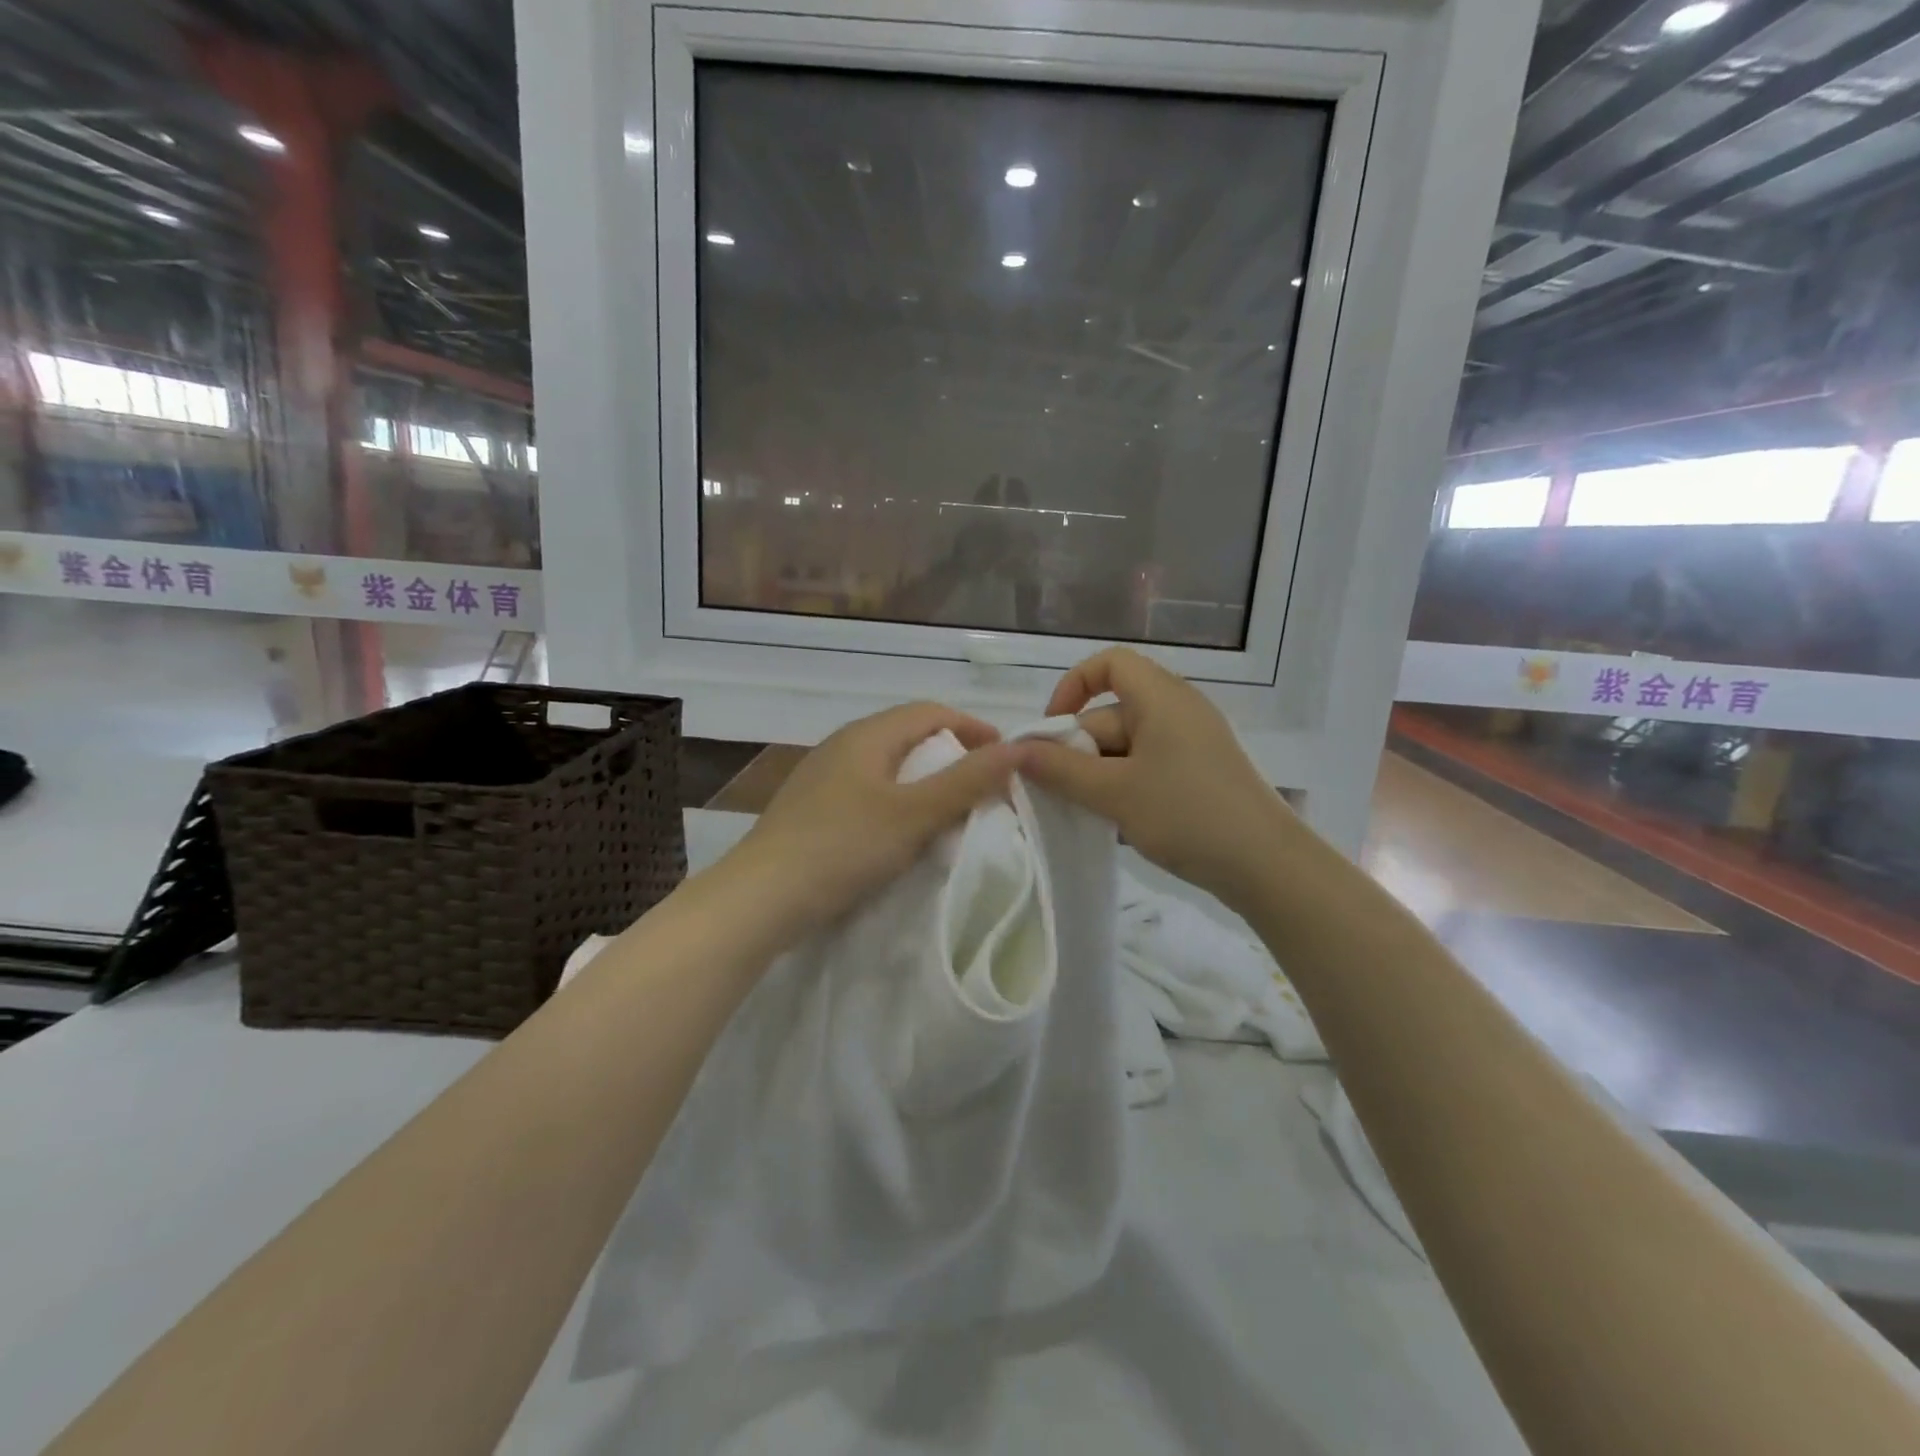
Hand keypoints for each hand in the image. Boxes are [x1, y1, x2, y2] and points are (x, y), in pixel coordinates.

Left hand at [720, 702, 1019, 939]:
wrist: (762, 898)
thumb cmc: (843, 846)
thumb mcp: (914, 814)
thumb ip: (966, 781)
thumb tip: (1017, 748)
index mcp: (867, 735)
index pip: (931, 712)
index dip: (973, 728)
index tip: (1006, 758)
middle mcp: (843, 745)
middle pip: (910, 736)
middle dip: (952, 756)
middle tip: (983, 788)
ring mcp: (824, 777)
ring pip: (889, 767)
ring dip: (926, 783)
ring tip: (952, 812)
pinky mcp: (814, 809)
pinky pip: (870, 792)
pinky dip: (899, 803)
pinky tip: (905, 833)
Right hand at [1016, 648, 1292, 910]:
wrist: (1267, 867)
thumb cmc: (1187, 816)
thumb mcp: (1114, 793)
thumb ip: (1060, 770)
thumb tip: (1014, 752)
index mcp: (1161, 698)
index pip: (1109, 663)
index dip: (1073, 686)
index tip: (1051, 731)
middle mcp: (1177, 710)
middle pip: (1111, 714)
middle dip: (1080, 751)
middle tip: (1062, 795)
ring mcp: (1191, 744)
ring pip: (1126, 747)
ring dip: (1100, 777)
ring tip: (1092, 816)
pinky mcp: (1199, 773)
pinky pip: (1147, 768)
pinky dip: (1125, 789)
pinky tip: (1119, 825)